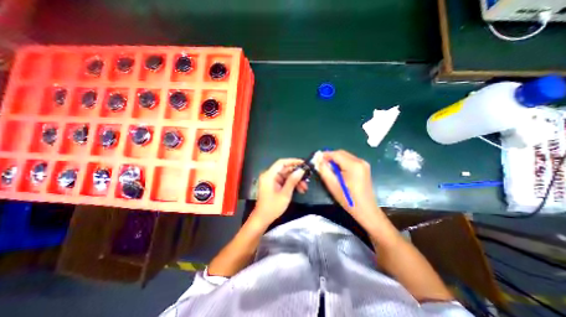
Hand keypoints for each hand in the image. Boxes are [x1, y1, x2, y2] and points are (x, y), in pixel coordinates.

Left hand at [253, 159, 308, 224]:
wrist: (262, 219)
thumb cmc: (272, 207)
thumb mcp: (285, 194)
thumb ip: (293, 181)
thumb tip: (301, 170)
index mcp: (269, 175)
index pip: (281, 162)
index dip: (293, 161)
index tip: (303, 163)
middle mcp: (269, 175)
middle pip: (285, 170)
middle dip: (296, 174)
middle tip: (307, 178)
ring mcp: (271, 180)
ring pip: (286, 176)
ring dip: (295, 181)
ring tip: (304, 188)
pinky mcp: (273, 185)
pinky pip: (284, 181)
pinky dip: (291, 184)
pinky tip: (299, 190)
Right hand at [318, 151, 379, 222]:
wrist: (366, 210)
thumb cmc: (348, 199)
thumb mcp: (332, 185)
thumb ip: (324, 170)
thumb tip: (318, 159)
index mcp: (353, 165)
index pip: (336, 154)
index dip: (324, 155)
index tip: (316, 159)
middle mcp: (360, 161)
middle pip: (341, 153)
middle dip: (330, 157)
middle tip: (321, 165)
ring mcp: (364, 164)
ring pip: (345, 156)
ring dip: (335, 160)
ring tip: (329, 170)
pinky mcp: (364, 168)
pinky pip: (349, 160)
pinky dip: (342, 163)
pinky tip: (338, 172)